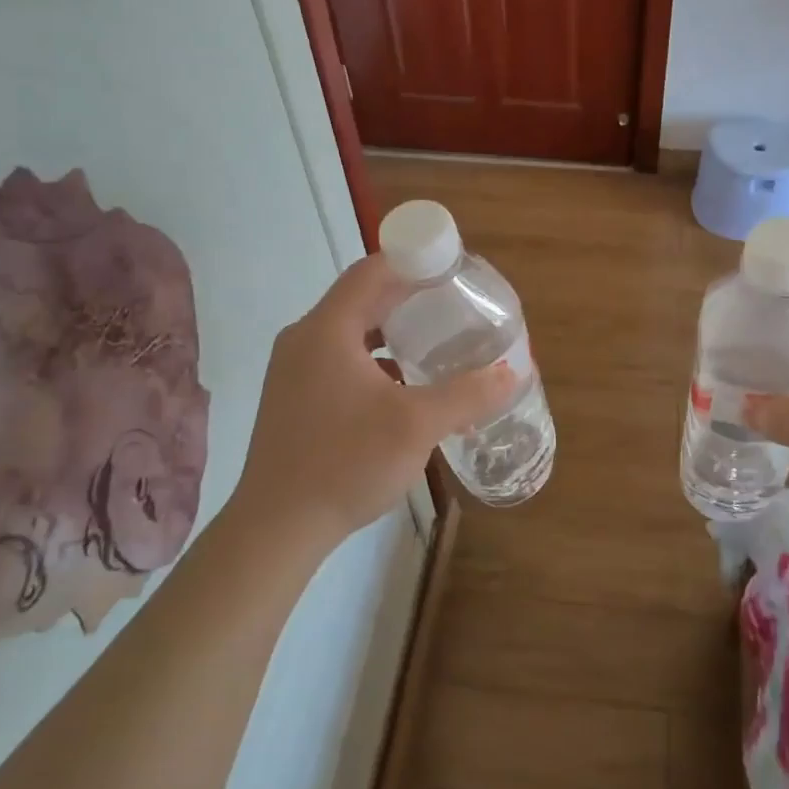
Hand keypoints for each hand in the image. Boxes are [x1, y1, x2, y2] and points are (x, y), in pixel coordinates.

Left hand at [233, 256, 516, 542]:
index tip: (451, 268)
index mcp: (327, 330)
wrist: (276, 528)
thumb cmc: (345, 463)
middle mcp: (304, 340)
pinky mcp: (294, 398)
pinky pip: (340, 360)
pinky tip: (404, 387)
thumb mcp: (417, 425)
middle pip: (362, 299)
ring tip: (434, 341)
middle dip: (408, 297)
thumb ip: (467, 394)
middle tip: (453, 303)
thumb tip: (512, 373)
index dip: (412, 260)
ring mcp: (294, 371)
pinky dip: (375, 360)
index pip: (372, 271)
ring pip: (351, 332)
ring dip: (392, 331)